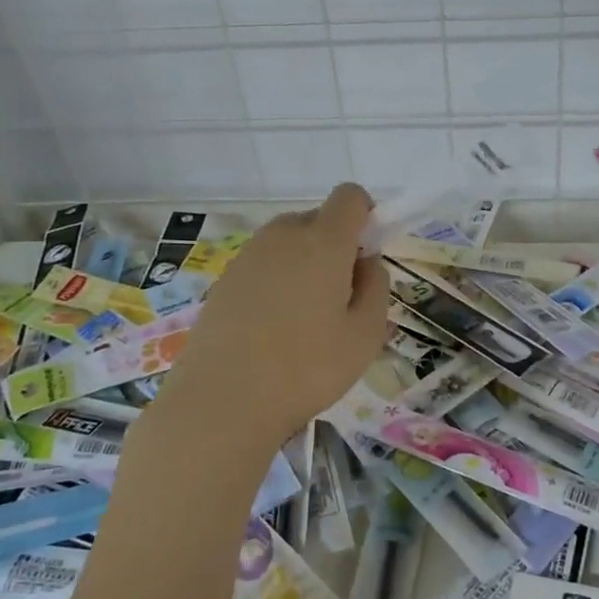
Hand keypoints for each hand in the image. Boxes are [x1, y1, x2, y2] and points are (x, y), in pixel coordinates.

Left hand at [155, 183, 389, 452]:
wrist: (221, 402)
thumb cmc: (306, 368)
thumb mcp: (366, 335)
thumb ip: (377, 287)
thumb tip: (366, 262)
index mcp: (323, 241)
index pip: (350, 196)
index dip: (366, 216)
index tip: (366, 257)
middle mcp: (283, 236)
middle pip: (318, 219)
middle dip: (335, 246)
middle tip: (339, 299)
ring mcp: (248, 255)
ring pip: (289, 243)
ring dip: (304, 265)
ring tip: (304, 320)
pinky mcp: (224, 279)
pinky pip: (264, 265)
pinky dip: (276, 283)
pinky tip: (272, 330)